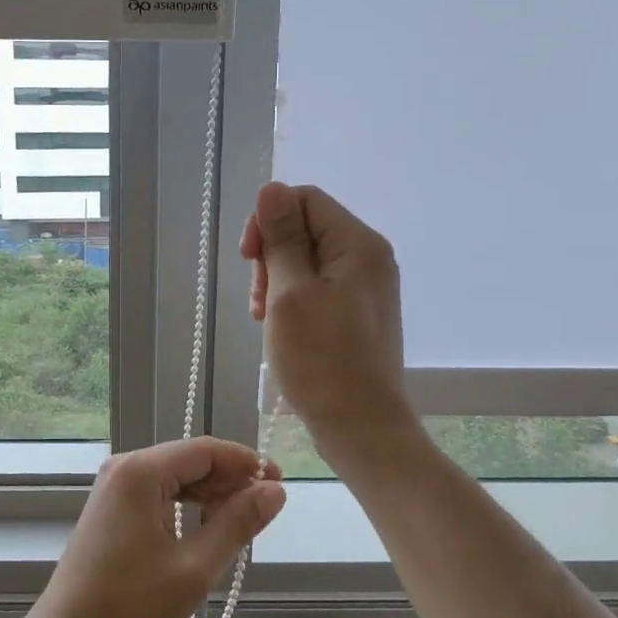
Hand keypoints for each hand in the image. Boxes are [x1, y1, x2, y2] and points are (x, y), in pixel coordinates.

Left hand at [26, 438, 285, 617]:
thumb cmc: (132, 602)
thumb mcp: (195, 567)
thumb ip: (237, 524)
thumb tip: (274, 490)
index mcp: (142, 470)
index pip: (207, 449)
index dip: (246, 463)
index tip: (278, 483)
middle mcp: (126, 466)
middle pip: (191, 459)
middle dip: (229, 480)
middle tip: (263, 511)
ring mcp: (115, 484)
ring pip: (176, 475)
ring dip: (210, 494)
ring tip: (239, 522)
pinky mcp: (112, 503)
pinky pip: (159, 490)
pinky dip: (186, 504)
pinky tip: (205, 527)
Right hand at [240, 181, 415, 449]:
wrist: (362, 429)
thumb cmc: (322, 362)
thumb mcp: (290, 294)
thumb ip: (282, 238)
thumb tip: (271, 188)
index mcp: (358, 244)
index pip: (304, 200)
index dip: (268, 221)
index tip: (248, 260)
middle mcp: (369, 258)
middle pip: (306, 228)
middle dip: (272, 255)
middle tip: (259, 301)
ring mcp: (366, 287)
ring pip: (307, 260)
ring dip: (278, 281)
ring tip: (265, 319)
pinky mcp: (358, 313)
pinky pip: (318, 287)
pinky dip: (293, 300)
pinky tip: (282, 328)